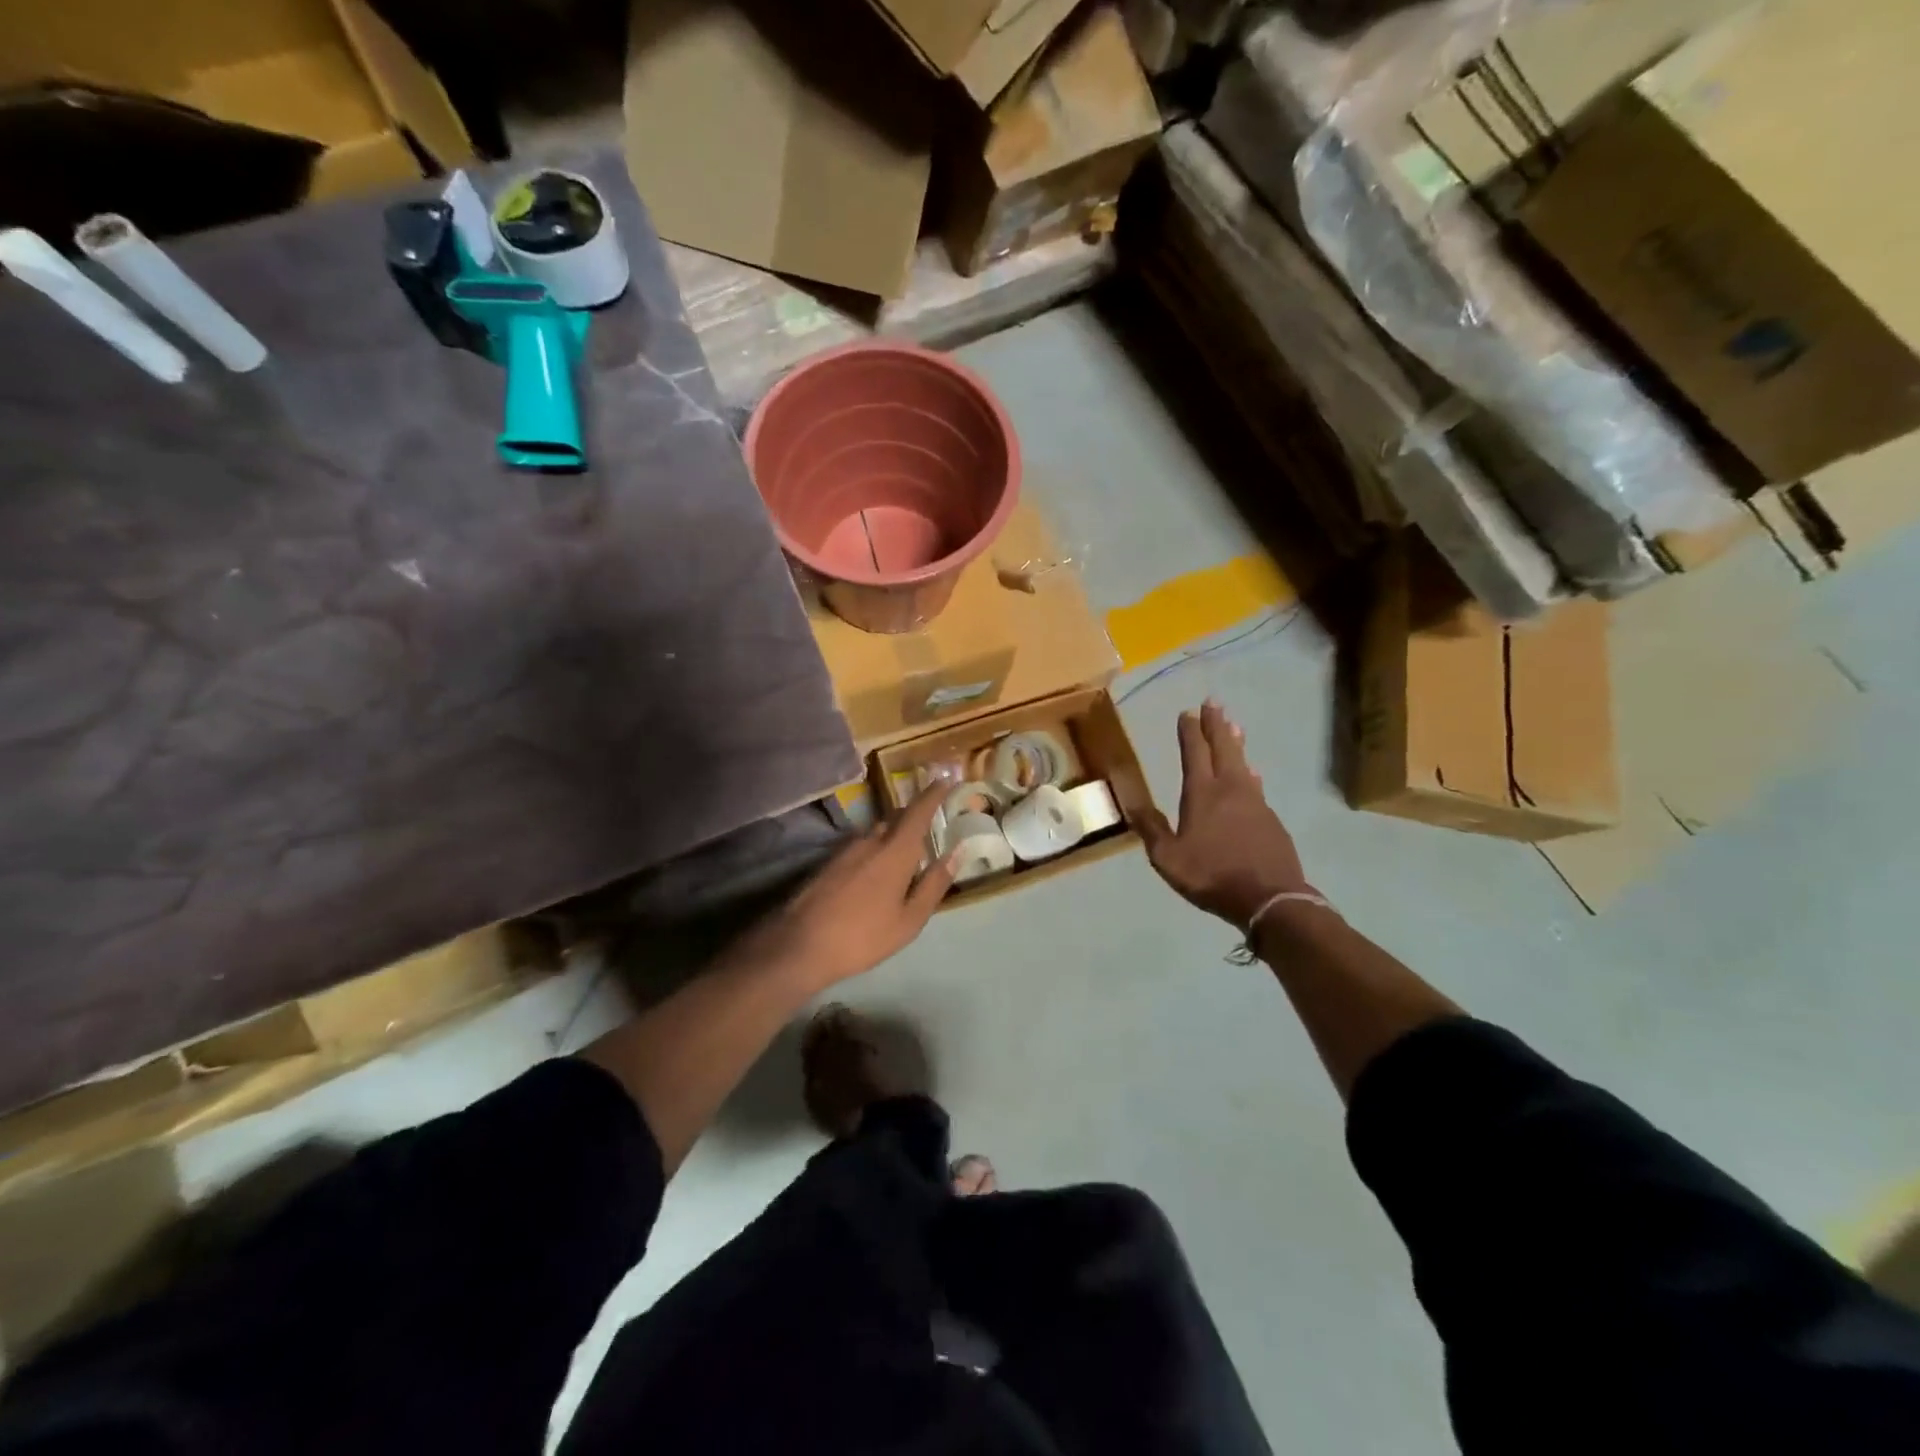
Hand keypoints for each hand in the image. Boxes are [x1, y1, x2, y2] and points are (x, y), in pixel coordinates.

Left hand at [748, 790, 954, 990]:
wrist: (799, 945)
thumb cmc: (863, 936)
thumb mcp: (909, 919)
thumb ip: (934, 884)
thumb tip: (957, 853)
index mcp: (895, 851)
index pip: (918, 811)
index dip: (933, 793)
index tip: (945, 779)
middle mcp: (869, 840)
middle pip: (896, 818)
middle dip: (914, 816)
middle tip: (930, 823)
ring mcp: (844, 849)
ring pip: (876, 833)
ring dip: (893, 835)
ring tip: (905, 854)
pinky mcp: (828, 862)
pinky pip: (860, 846)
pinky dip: (875, 849)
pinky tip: (875, 873)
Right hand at [1142, 699, 1309, 929]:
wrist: (1269, 898)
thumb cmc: (1212, 875)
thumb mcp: (1168, 858)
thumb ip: (1151, 829)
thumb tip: (1132, 803)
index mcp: (1202, 794)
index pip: (1194, 753)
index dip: (1189, 732)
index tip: (1187, 713)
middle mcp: (1230, 789)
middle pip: (1223, 748)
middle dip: (1216, 725)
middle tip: (1213, 703)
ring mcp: (1255, 802)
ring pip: (1243, 763)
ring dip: (1235, 743)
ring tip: (1234, 726)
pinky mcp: (1271, 819)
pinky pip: (1256, 785)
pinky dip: (1249, 772)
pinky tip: (1251, 774)